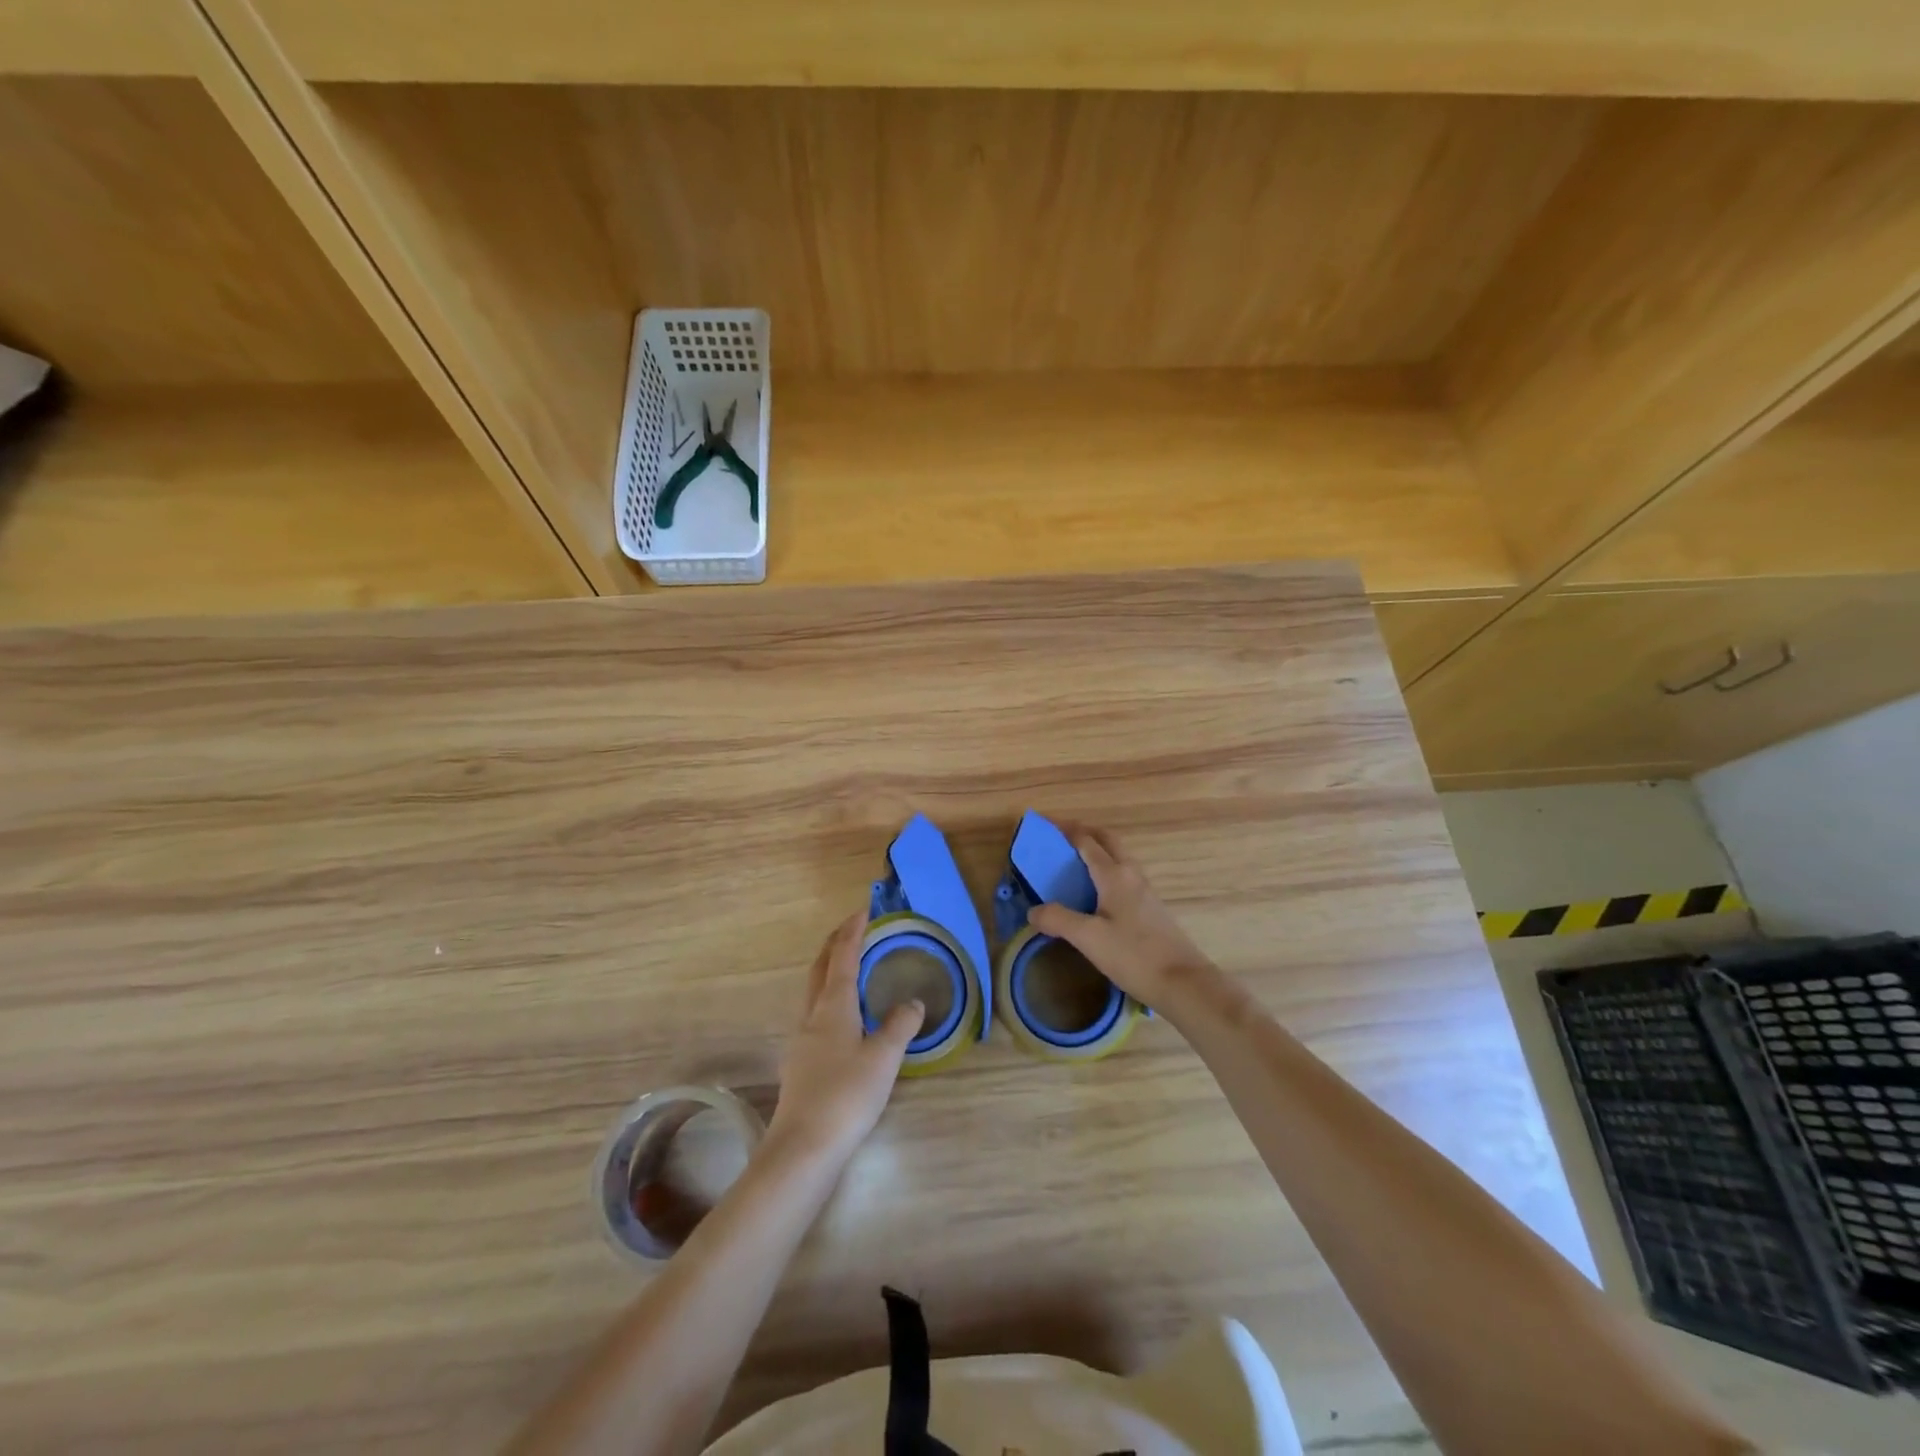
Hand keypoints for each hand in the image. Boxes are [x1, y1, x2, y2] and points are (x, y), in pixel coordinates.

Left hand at [767, 911, 923, 1164]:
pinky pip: (814, 1013)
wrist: (803, 1145)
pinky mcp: (799, 1061)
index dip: (853, 932)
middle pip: (821, 967)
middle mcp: (812, 1014)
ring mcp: (801, 1038)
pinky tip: (841, 1017)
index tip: (863, 911)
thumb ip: (900, 1025)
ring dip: (829, 969)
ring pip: (814, 990)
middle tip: (854, 929)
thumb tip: (912, 1002)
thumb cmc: (847, 1094)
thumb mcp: (884, 1057)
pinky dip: (828, 997)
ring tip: (849, 967)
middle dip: (835, 944)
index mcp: (833, 1005)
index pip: (843, 956)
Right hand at [1026, 825, 1216, 1009]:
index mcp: (1114, 875)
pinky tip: (1097, 891)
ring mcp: (1145, 891)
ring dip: (1098, 849)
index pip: (1086, 841)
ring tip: (1074, 861)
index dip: (1065, 829)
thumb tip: (1033, 911)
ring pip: (1119, 857)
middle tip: (1061, 835)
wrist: (1182, 982)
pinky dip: (1106, 869)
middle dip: (1085, 831)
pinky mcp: (1151, 908)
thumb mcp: (1088, 938)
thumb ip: (1058, 920)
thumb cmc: (1133, 955)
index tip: (1044, 823)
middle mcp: (1131, 874)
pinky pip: (1124, 875)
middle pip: (1108, 840)